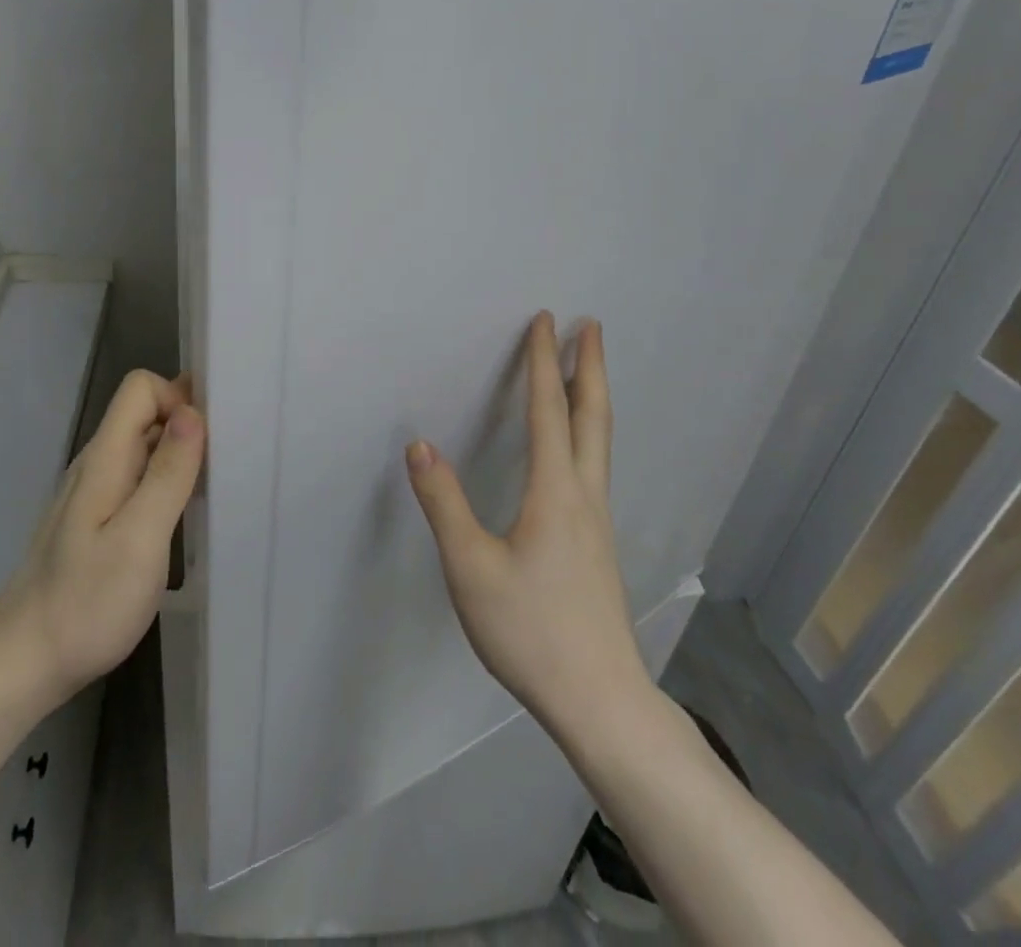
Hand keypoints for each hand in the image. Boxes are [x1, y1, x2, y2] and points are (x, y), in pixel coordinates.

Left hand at [0, 370, 204, 712]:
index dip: (178, 398)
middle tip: (227, 462)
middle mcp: (98, 465)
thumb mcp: (139, 539)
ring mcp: (95, 493)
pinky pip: (138, 479)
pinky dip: (166, 483)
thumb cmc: (86, 603)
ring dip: (181, 455)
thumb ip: (167, 473)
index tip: (211, 436)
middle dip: (188, 424)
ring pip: (144, 447)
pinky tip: (183, 517)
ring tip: (214, 488)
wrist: (22, 665)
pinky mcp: (97, 520)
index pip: (140, 388)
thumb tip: (193, 412)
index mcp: (105, 458)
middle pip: (145, 413)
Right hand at [406, 312, 644, 743]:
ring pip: (600, 442)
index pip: (548, 410)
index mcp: (554, 491)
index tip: (547, 320)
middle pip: (592, 416)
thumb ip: (444, 503)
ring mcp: (597, 521)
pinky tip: (579, 450)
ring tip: (586, 373)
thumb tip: (419, 445)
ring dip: (592, 397)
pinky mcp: (598, 544)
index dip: (543, 362)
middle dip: (590, 367)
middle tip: (593, 327)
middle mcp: (584, 495)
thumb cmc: (531, 631)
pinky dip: (589, 432)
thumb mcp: (471, 568)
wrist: (601, 701)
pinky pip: (595, 466)